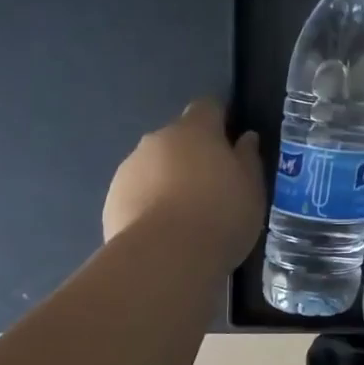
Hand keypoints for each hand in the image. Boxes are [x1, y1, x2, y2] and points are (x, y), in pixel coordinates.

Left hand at [102, 99, 264, 269]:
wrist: (164, 258)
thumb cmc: (220, 214)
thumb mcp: (252, 188)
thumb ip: (248, 158)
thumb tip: (245, 138)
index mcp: (195, 129)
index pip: (208, 106)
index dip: (221, 121)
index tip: (232, 145)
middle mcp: (158, 139)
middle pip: (179, 138)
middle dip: (193, 155)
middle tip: (213, 187)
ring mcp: (129, 169)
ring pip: (155, 166)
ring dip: (168, 179)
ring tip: (186, 216)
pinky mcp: (111, 200)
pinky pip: (137, 193)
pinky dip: (149, 204)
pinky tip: (164, 232)